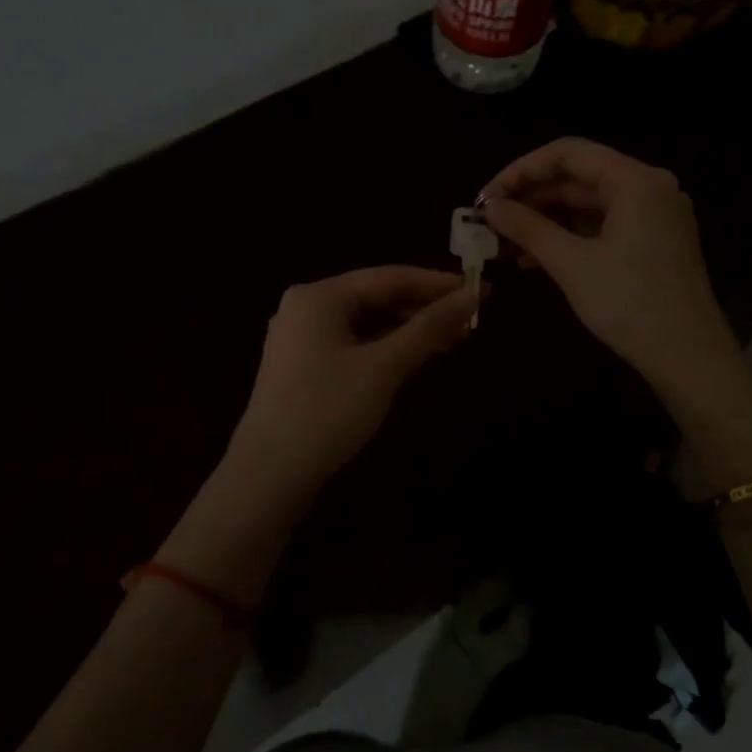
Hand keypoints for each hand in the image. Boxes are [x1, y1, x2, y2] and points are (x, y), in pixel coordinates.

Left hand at [223, 266, 479, 502]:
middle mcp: (306, 307)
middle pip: (376, 297)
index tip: (482, 290)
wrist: (269, 475)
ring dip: (408, 328)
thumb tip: (473, 297)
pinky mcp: (304, 366)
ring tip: (453, 337)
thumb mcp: (383, 367)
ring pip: (366, 322)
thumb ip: (428, 328)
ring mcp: (302, 338)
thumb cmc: (327, 411)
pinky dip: (386, 346)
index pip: (389, 277)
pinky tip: (415, 355)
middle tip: (472, 317)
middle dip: (424, 307)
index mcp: (319, 296)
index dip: (438, 283)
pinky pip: (353, 343)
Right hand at [480, 138, 735, 388]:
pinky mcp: (653, 242)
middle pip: (578, 178)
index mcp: (635, 181)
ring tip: (504, 245)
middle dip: (531, 199)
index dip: (522, 170)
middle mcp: (649, 187)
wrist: (687, 357)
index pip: (568, 153)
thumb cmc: (629, 303)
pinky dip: (569, 237)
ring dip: (545, 221)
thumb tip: (490, 207)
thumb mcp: (571, 263)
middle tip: (490, 223)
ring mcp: (654, 216)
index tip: (487, 197)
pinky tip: (535, 260)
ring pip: (588, 205)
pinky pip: (602, 226)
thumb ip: (528, 228)